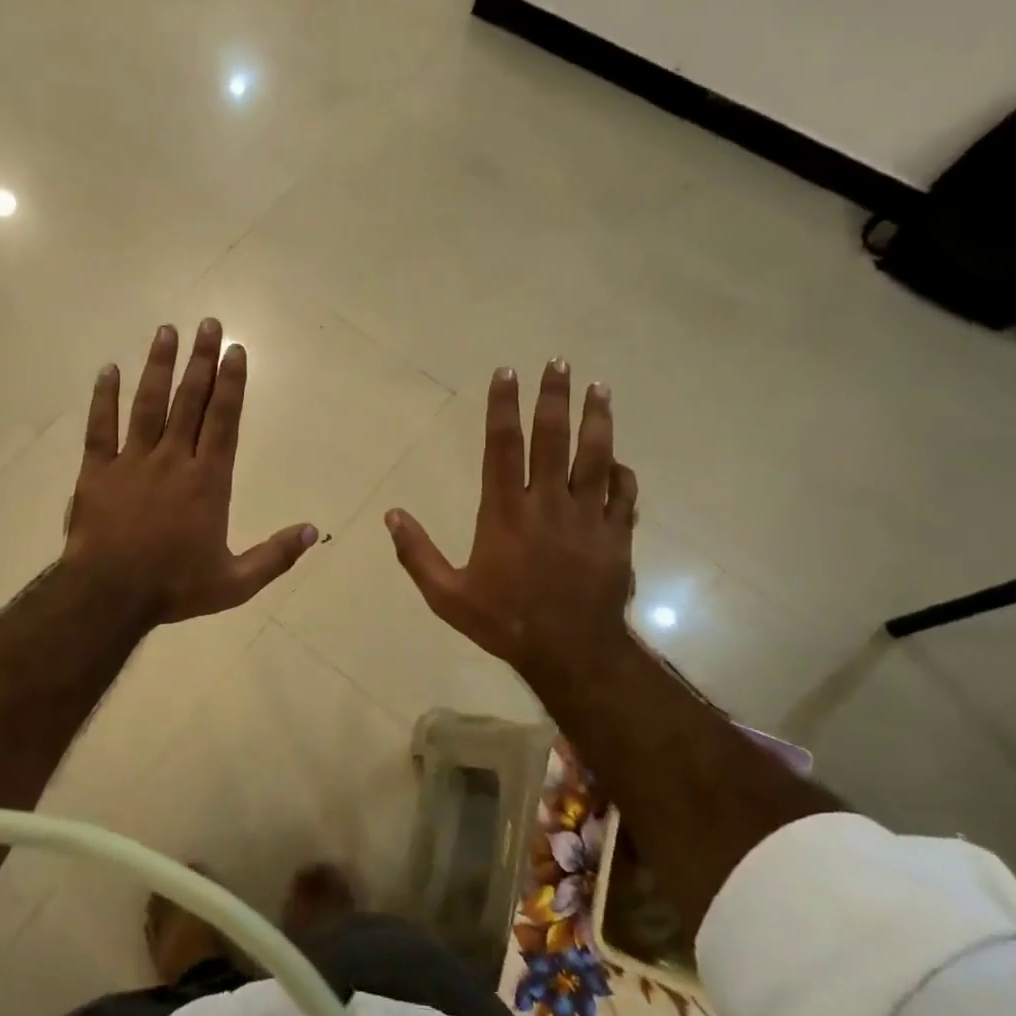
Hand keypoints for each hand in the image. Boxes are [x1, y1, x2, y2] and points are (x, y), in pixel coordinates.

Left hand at [63, 319, 318, 624]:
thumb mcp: (235, 583)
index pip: (223, 421)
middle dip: (201, 361)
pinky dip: (103, 398)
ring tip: (167, 331)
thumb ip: (275, 556)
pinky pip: (100, 428)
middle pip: (189, 402)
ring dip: (158, 367)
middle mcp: (173, 461)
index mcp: (207, 482)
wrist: (109, 596)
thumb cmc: (174, 588)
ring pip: (148, 404)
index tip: (236, 350)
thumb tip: (314, 531)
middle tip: (208, 324)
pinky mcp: (97, 472)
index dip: (231, 384)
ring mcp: (132, 462)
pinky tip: (108, 369)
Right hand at [385, 362, 638, 689]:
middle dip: (554, 397)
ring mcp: (588, 517)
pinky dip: (622, 472)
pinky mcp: (617, 535)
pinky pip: (623, 493)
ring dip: (597, 419)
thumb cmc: (505, 621)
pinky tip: (618, 459)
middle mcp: (548, 503)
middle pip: (553, 438)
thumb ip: (417, 554)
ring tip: (600, 387)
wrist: (571, 652)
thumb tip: (391, 515)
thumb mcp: (447, 595)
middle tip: (559, 363)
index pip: (503, 447)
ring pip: (596, 456)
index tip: (506, 374)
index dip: (503, 407)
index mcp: (505, 512)